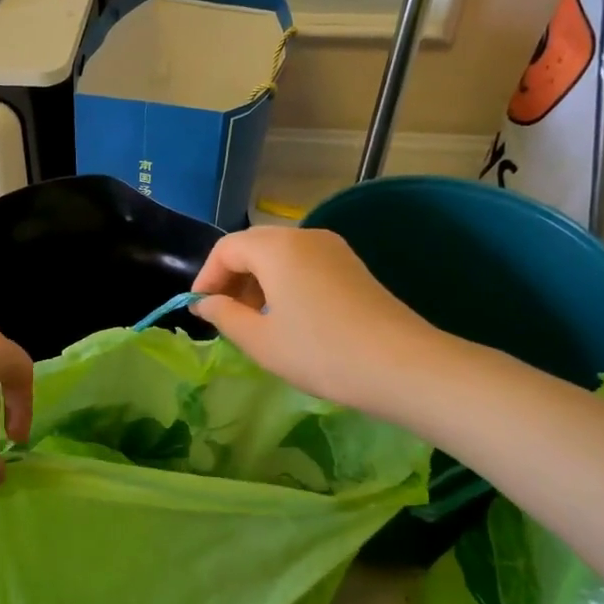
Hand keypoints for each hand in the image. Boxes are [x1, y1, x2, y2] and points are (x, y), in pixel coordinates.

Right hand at [191, 228, 445, 413]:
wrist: (404, 366)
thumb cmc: (321, 352)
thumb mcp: (261, 341)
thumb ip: (225, 316)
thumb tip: (206, 303)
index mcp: (277, 248)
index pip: (227, 248)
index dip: (206, 277)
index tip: (199, 310)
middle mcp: (304, 236)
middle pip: (253, 247)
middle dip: (231, 278)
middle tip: (221, 315)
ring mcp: (333, 249)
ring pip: (280, 255)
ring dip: (257, 281)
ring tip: (252, 321)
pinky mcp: (352, 266)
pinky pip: (304, 264)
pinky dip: (283, 283)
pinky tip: (286, 318)